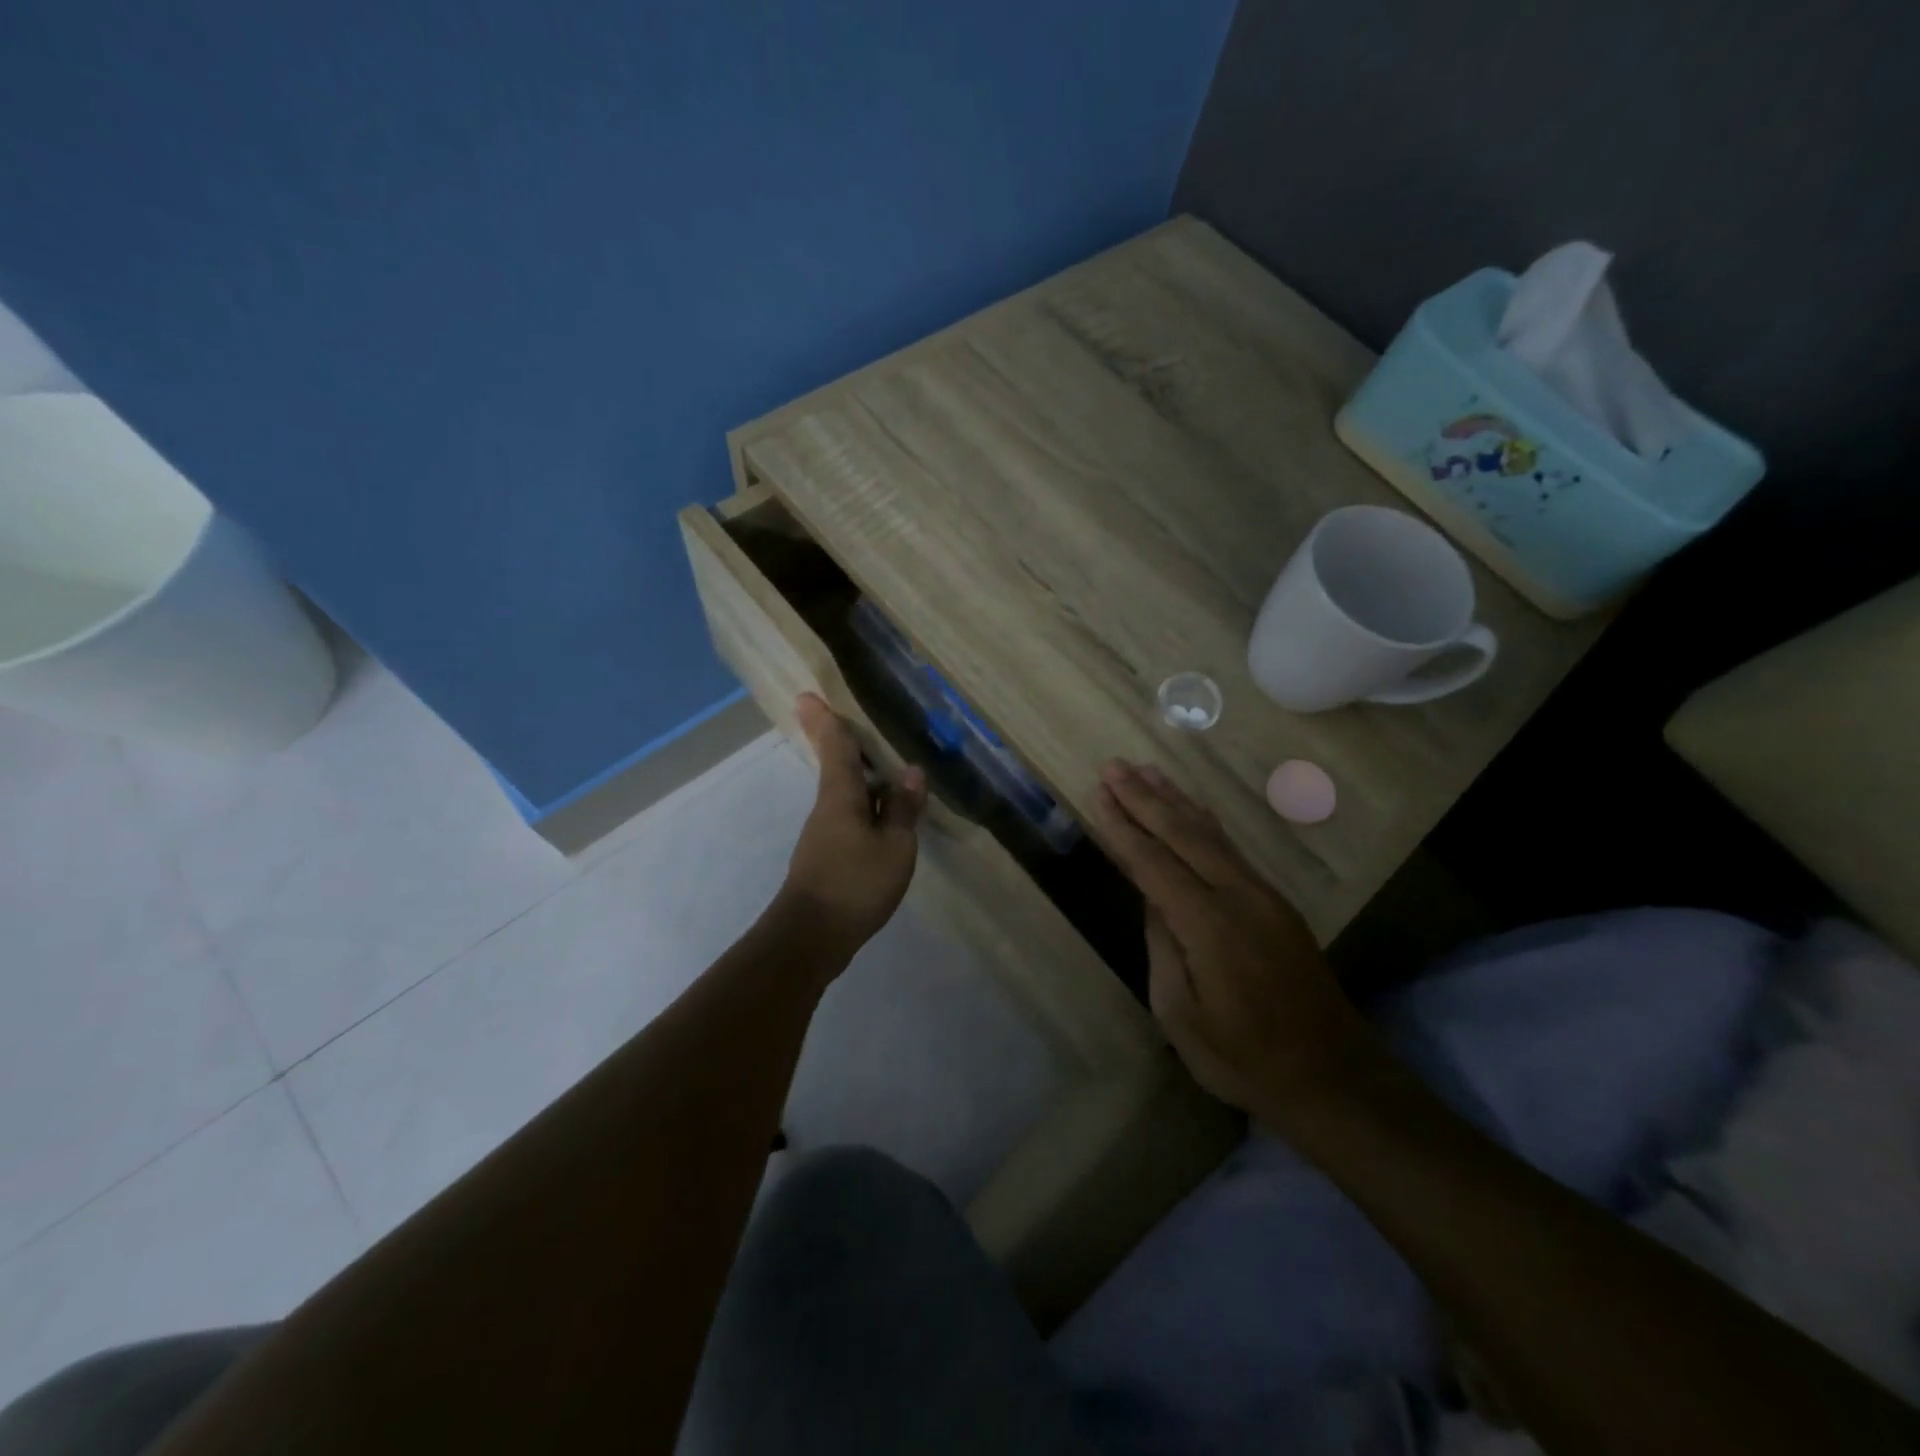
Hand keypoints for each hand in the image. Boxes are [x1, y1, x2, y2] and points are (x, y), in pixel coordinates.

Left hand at [780, 694, 926, 956]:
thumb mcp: (894, 847)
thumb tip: (911, 772)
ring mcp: (824, 834)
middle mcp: (828, 808)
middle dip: (842, 744)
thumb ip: (902, 809)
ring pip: (844, 794)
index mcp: (841, 796)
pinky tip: (883, 816)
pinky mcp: (827, 857)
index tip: (807, 695)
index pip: (835, 747)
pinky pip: (849, 817)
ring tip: (886, 769)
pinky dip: (865, 806)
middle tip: (851, 721)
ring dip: (860, 777)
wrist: (811, 937)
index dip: (825, 720)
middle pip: (837, 767)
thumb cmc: (855, 884)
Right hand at [1089, 760, 1372, 1116]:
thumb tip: (1153, 901)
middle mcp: (1238, 896)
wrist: (1333, 1077)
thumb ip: (1163, 948)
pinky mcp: (1276, 904)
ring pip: (1211, 834)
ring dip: (1175, 800)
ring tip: (1146, 771)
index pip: (1154, 863)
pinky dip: (1204, 823)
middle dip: (1145, 798)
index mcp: (1209, 925)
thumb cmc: (1244, 1059)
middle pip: (1183, 834)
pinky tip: (1192, 809)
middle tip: (1113, 766)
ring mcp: (1263, 896)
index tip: (1097, 794)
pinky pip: (1230, 849)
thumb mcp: (1181, 1015)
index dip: (1123, 827)